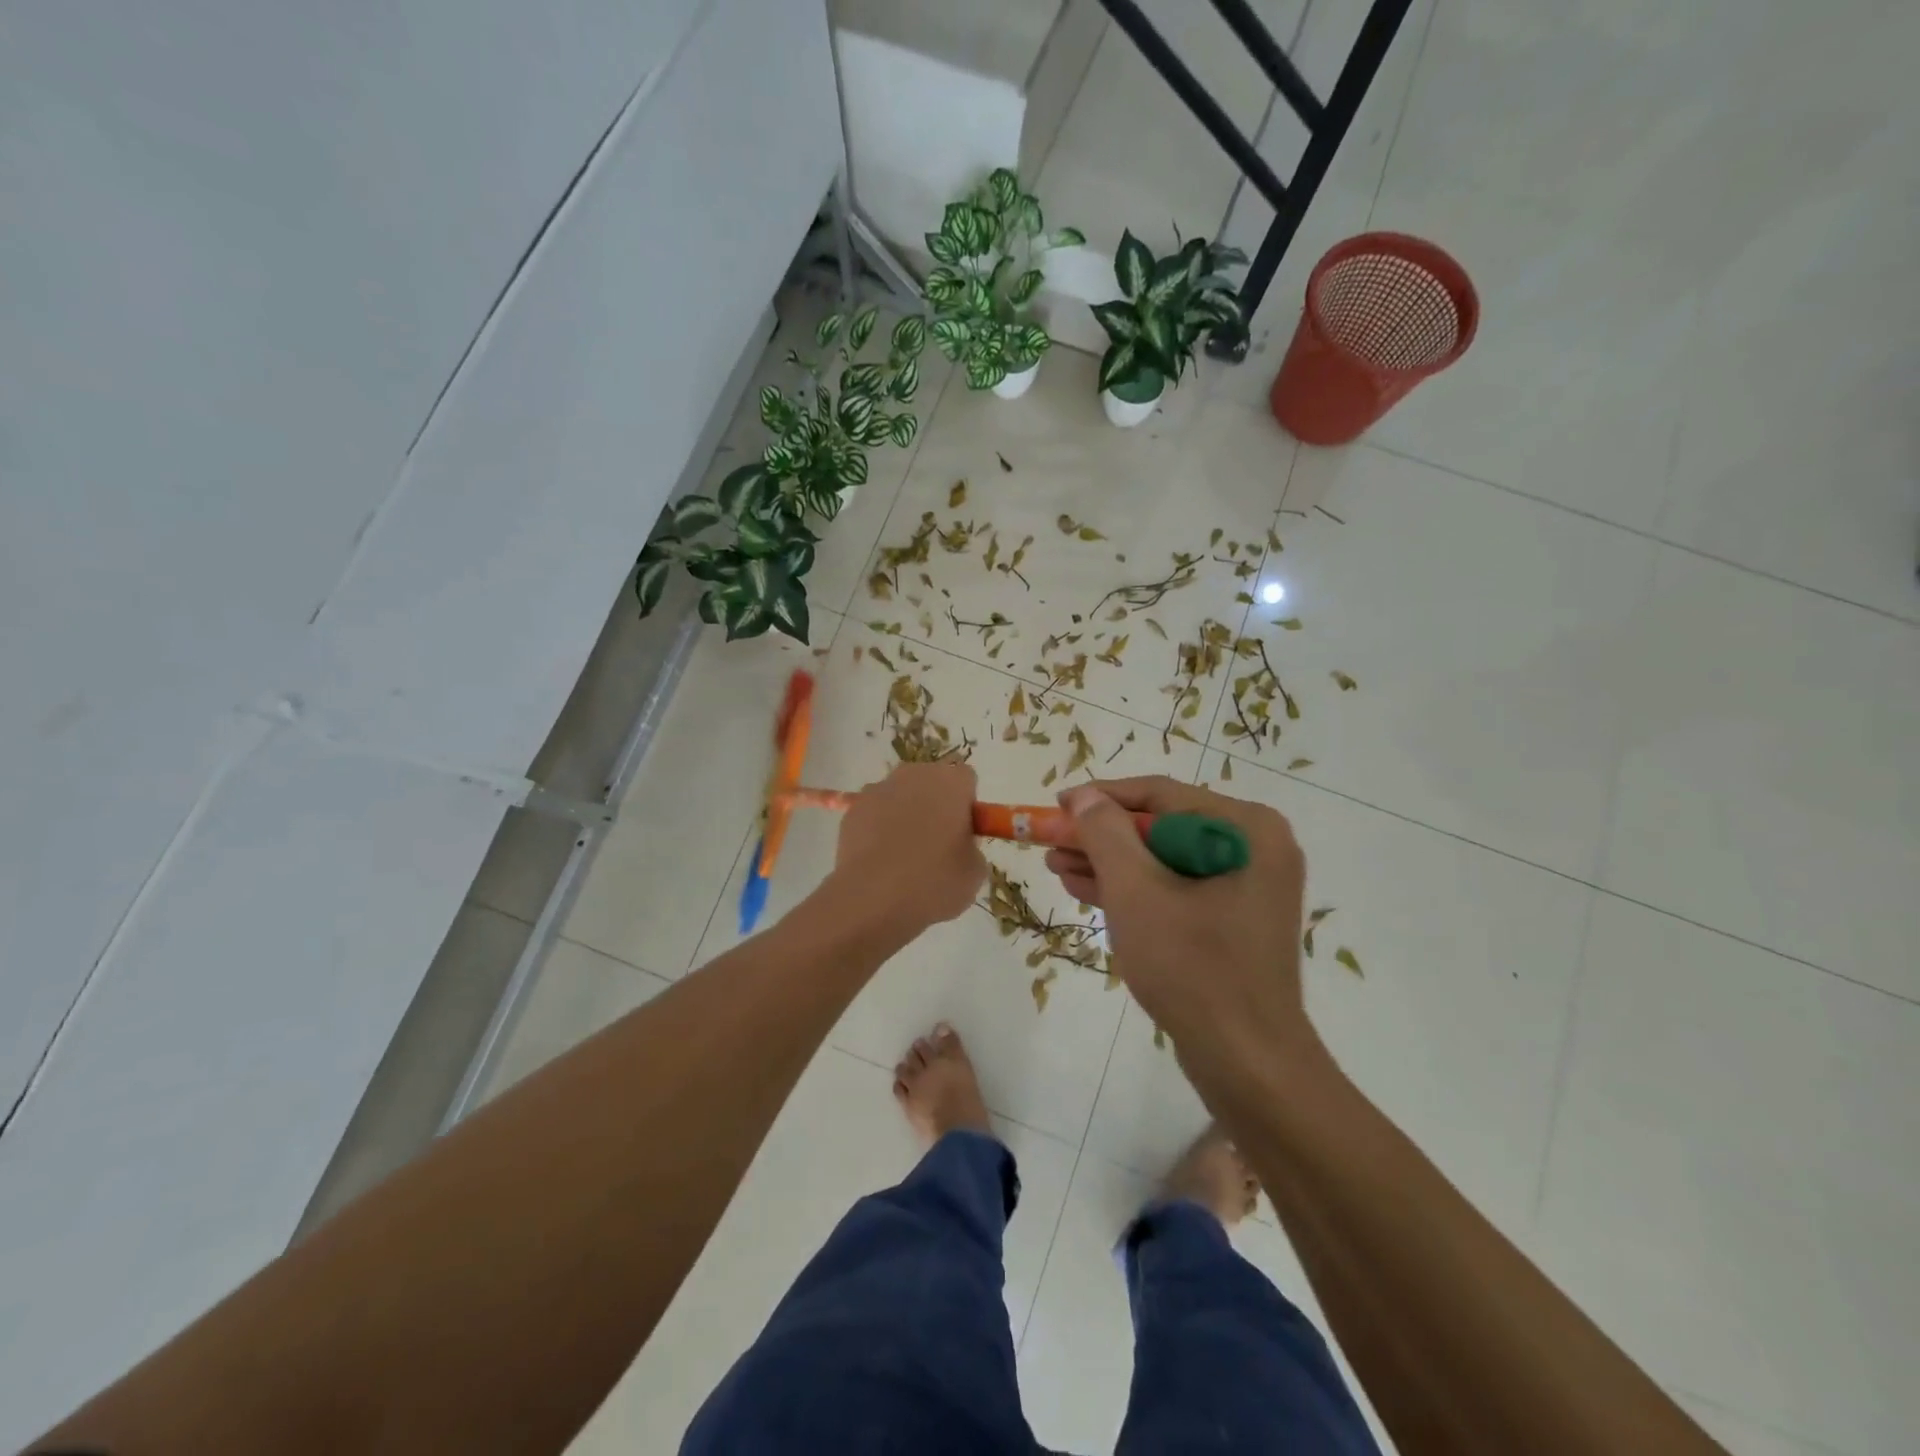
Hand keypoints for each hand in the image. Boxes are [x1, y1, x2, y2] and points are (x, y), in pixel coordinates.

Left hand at [829, 762, 986, 938]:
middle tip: (936, 845)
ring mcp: (878, 790)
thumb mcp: (974, 871)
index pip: (966, 780)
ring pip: (899, 796)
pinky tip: (879, 861)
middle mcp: (914, 774)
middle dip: (934, 805)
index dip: (966, 806)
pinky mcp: (852, 810)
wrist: (872, 898)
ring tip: (902, 857)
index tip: (962, 833)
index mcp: (951, 782)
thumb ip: (970, 847)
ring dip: (904, 815)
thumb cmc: (933, 881)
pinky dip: (877, 829)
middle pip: (930, 781)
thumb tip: (957, 846)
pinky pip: (873, 814)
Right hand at [1046, 777, 1317, 1088]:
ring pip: (1163, 859)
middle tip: (1050, 839)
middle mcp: (1253, 847)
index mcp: (1245, 828)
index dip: (1102, 797)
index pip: (1160, 794)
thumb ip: (1106, 834)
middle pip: (1160, 826)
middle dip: (1101, 836)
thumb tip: (1086, 796)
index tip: (1056, 805)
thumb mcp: (1137, 892)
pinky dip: (1132, 889)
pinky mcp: (1231, 918)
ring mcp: (1245, 885)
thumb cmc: (1192, 967)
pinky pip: (1174, 888)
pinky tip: (1083, 887)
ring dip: (1109, 862)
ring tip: (1055, 863)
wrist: (1246, 1062)